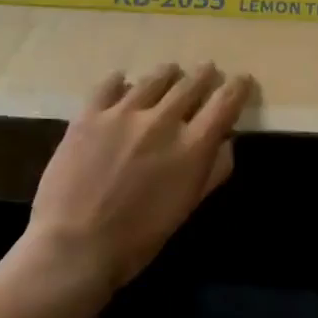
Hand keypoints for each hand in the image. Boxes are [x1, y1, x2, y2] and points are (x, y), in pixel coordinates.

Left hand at [27, 63, 254, 290]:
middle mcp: (163, 121)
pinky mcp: (89, 115)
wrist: (75, 247)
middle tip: (208, 70)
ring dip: (168, 74)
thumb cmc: (139, 239)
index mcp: (192, 147)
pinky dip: (120, 81)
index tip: (242, 80)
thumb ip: (212, 172)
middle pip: (191, 84)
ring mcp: (123, 113)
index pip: (225, 104)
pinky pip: (109, 85)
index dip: (237, 88)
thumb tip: (226, 143)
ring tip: (171, 71)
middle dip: (204, 75)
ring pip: (154, 79)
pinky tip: (121, 81)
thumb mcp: (186, 208)